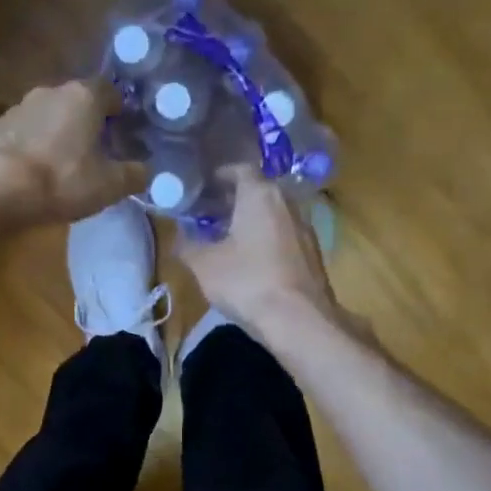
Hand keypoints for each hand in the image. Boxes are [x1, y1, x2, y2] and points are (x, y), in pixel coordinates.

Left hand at [0, 80, 145, 227]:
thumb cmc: (61, 180)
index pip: (110, 91)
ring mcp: (18, 107)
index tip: (124, 130)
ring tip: (62, 164)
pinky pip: (24, 133)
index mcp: (84, 97)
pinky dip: (32, 146)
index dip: (120, 110)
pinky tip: (33, 171)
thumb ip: (132, 175)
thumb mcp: (108, 185)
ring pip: (48, 116)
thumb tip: (145, 172)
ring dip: (57, 134)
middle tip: (95, 151)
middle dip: (87, 122)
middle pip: (77, 102)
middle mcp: (50, 91)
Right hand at [177, 168, 340, 343]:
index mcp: (260, 196)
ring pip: (273, 214)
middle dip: (234, 199)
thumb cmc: (247, 282)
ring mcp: (304, 229)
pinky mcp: (313, 254)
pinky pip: (284, 235)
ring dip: (251, 220)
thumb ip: (187, 245)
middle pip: (259, 191)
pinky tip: (251, 260)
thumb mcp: (204, 264)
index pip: (241, 170)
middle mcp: (287, 203)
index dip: (221, 175)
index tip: (204, 185)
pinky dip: (266, 238)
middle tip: (210, 211)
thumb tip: (177, 236)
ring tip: (227, 236)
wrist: (298, 320)